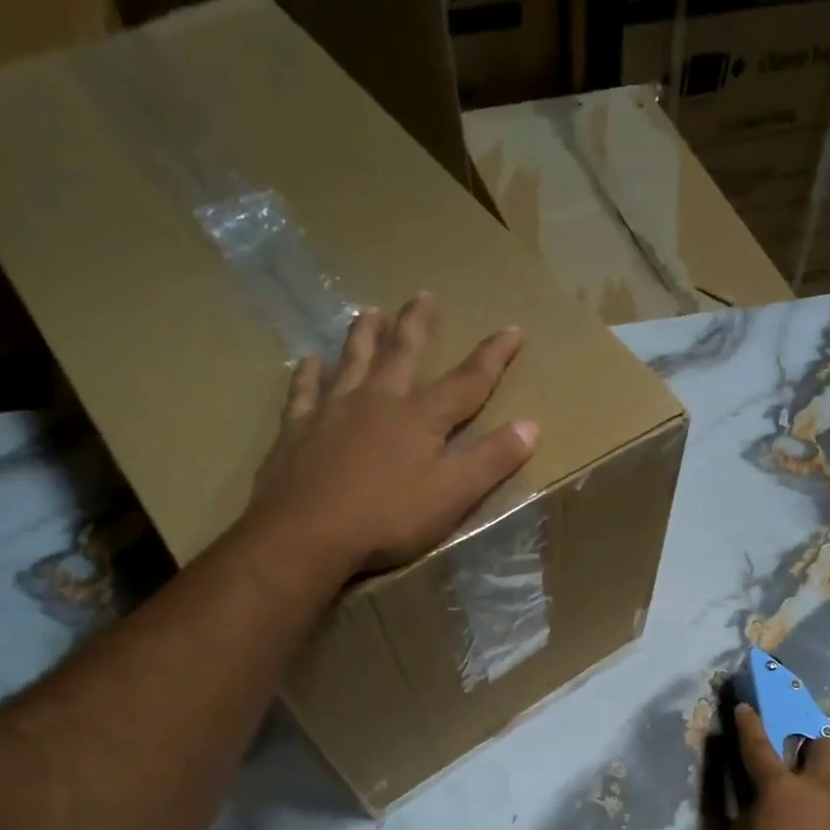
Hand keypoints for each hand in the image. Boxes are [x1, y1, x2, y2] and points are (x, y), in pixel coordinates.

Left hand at [245, 294, 538, 573]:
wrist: (306, 535)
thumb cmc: (387, 519)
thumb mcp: (452, 496)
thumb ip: (491, 460)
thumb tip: (531, 425)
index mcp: (420, 418)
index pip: (467, 381)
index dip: (493, 356)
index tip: (513, 329)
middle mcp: (377, 401)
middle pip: (402, 353)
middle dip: (418, 325)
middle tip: (424, 295)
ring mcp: (333, 411)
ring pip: (352, 361)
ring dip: (364, 335)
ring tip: (370, 310)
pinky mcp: (298, 430)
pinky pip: (304, 391)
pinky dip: (309, 374)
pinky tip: (309, 361)